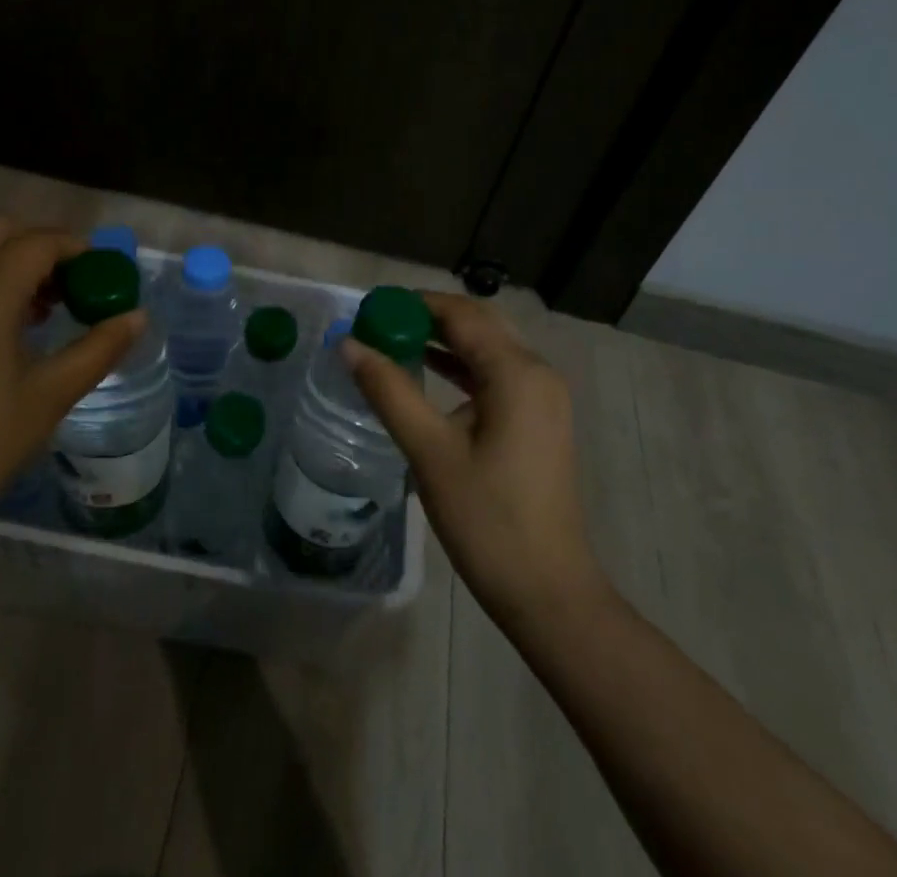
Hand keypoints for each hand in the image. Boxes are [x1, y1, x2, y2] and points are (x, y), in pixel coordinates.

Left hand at [0, 216, 144, 545]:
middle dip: (43, 246)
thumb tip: (137, 316)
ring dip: (15, 266)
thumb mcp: (49, 397)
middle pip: (1, 231)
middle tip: (73, 286)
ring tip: (47, 314)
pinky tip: (8, 336)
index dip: (78, 248)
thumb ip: (98, 349)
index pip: (39, 242)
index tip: (105, 275)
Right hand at [344, 293, 610, 625]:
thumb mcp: (430, 452)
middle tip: (380, 323)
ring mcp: (543, 396)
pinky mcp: (539, 419)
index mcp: (516, 372)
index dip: (414, 303)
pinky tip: (428, 372)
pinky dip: (462, 365)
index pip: (460, 313)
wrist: (548, 591)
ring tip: (393, 341)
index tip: (370, 308)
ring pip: (489, 347)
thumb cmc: (487, 520)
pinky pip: (496, 373)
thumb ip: (389, 390)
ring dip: (445, 339)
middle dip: (428, 317)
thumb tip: (348, 344)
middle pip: (479, 323)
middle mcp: (537, 372)